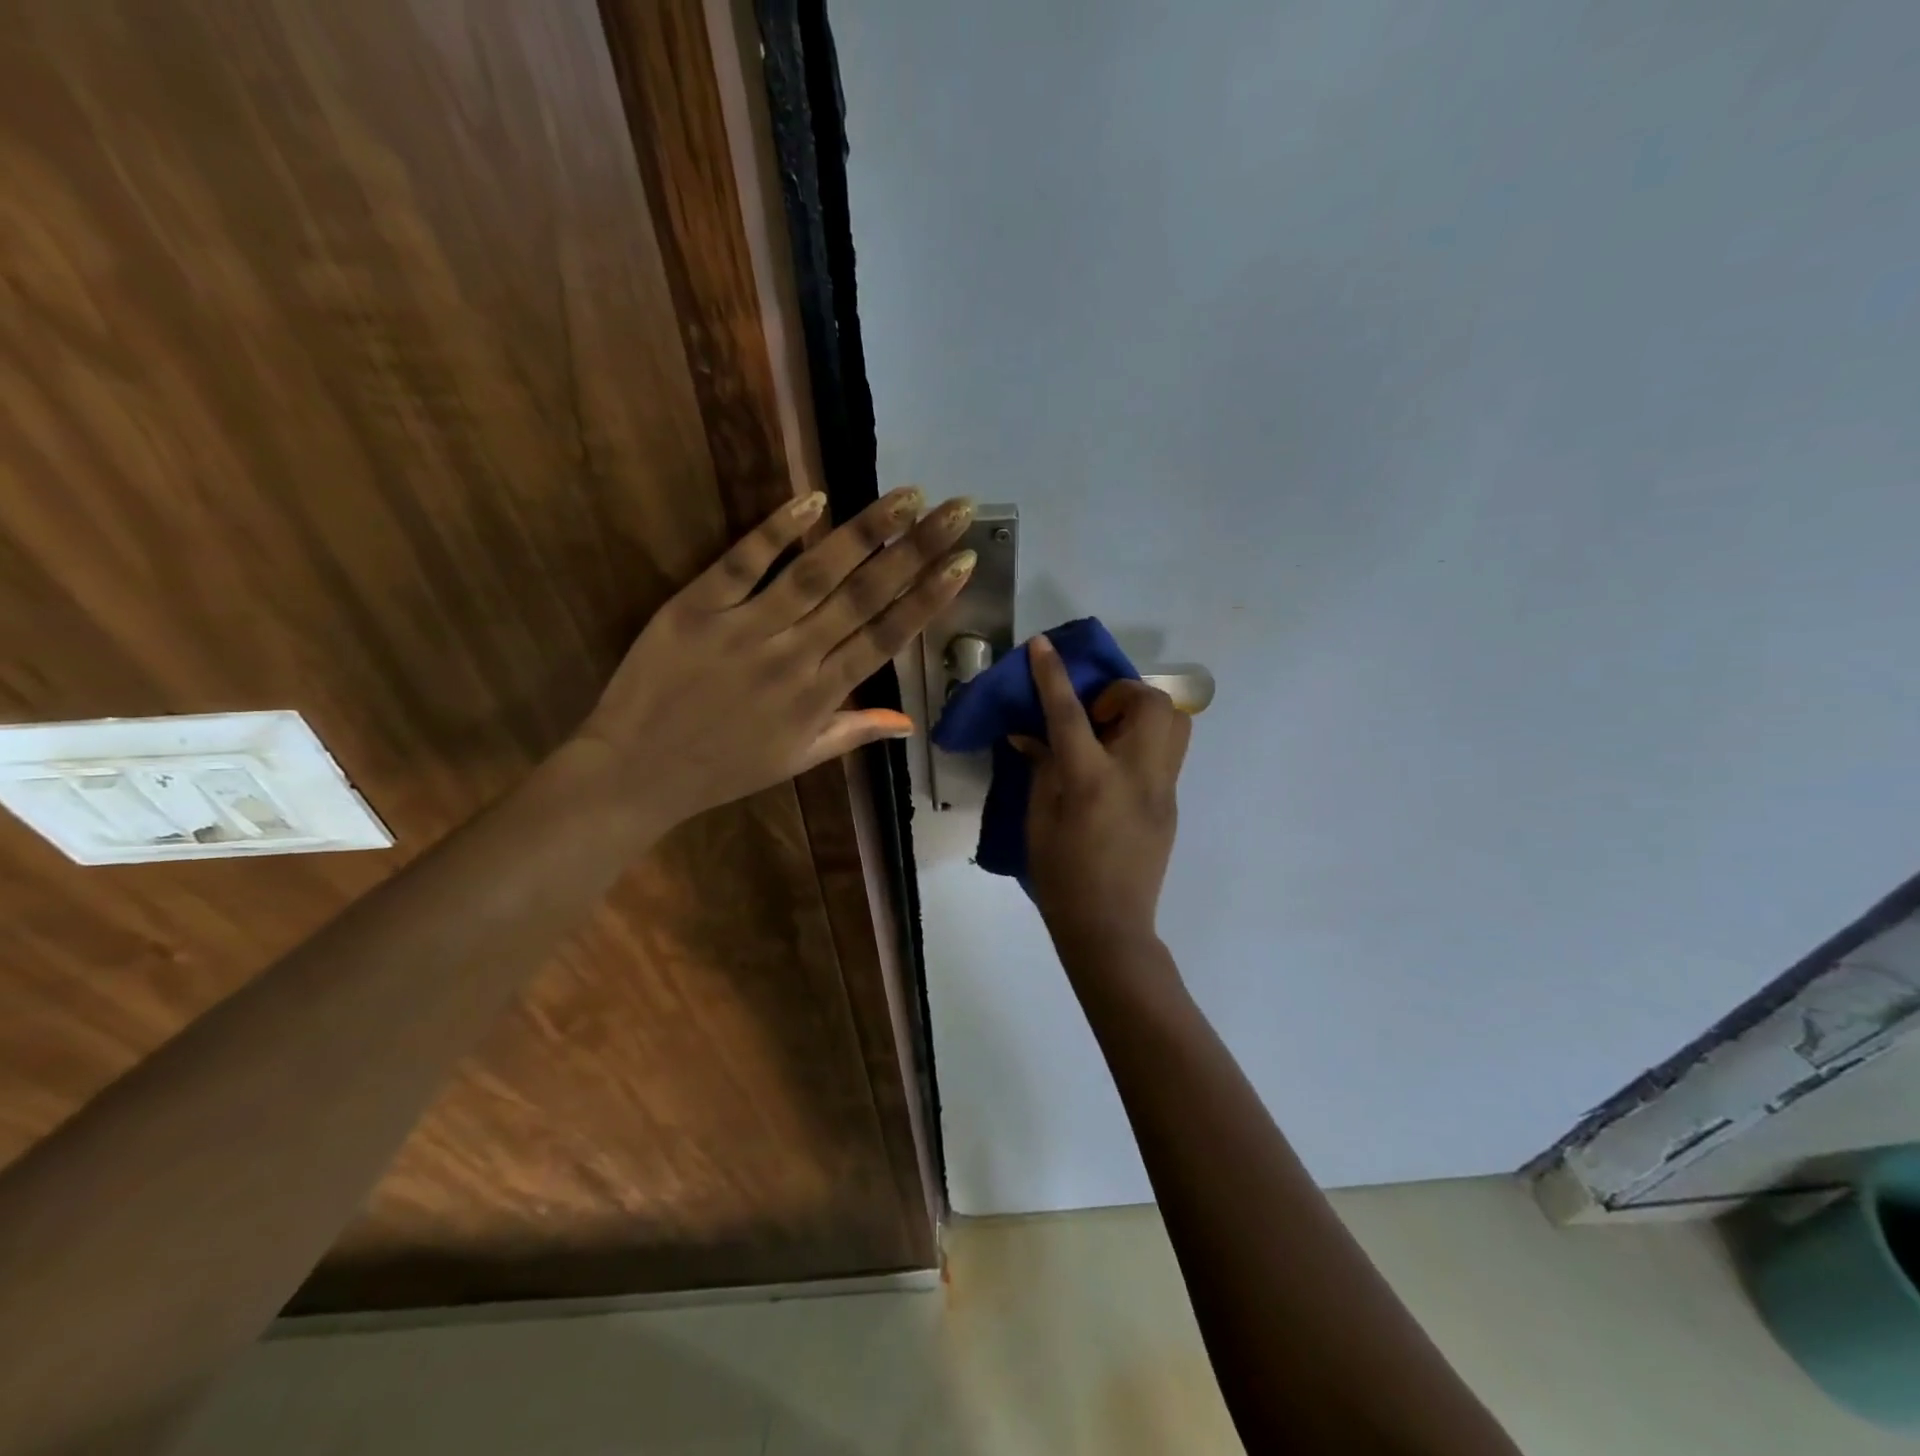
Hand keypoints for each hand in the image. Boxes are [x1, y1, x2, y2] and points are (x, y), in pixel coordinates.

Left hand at [573, 487, 975, 831]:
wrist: (636, 772)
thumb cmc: (724, 769)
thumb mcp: (797, 760)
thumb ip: (855, 732)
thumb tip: (910, 723)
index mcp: (820, 696)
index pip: (887, 637)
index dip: (930, 597)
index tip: (964, 562)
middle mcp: (794, 656)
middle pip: (865, 596)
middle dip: (918, 550)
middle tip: (957, 509)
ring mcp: (745, 628)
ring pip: (816, 573)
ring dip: (866, 532)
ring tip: (907, 496)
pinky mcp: (696, 607)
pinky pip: (742, 562)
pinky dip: (778, 530)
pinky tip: (814, 499)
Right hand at [1018, 634, 1190, 953]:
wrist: (1109, 926)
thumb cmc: (1061, 875)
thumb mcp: (1039, 818)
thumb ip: (1040, 767)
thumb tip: (1031, 734)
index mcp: (1091, 780)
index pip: (1070, 713)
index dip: (1052, 674)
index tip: (1043, 644)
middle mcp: (1135, 774)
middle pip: (1149, 703)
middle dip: (1120, 692)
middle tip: (1093, 715)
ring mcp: (1162, 789)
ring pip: (1175, 722)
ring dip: (1142, 712)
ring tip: (1111, 733)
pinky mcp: (1172, 803)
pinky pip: (1168, 752)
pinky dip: (1144, 741)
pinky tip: (1118, 766)